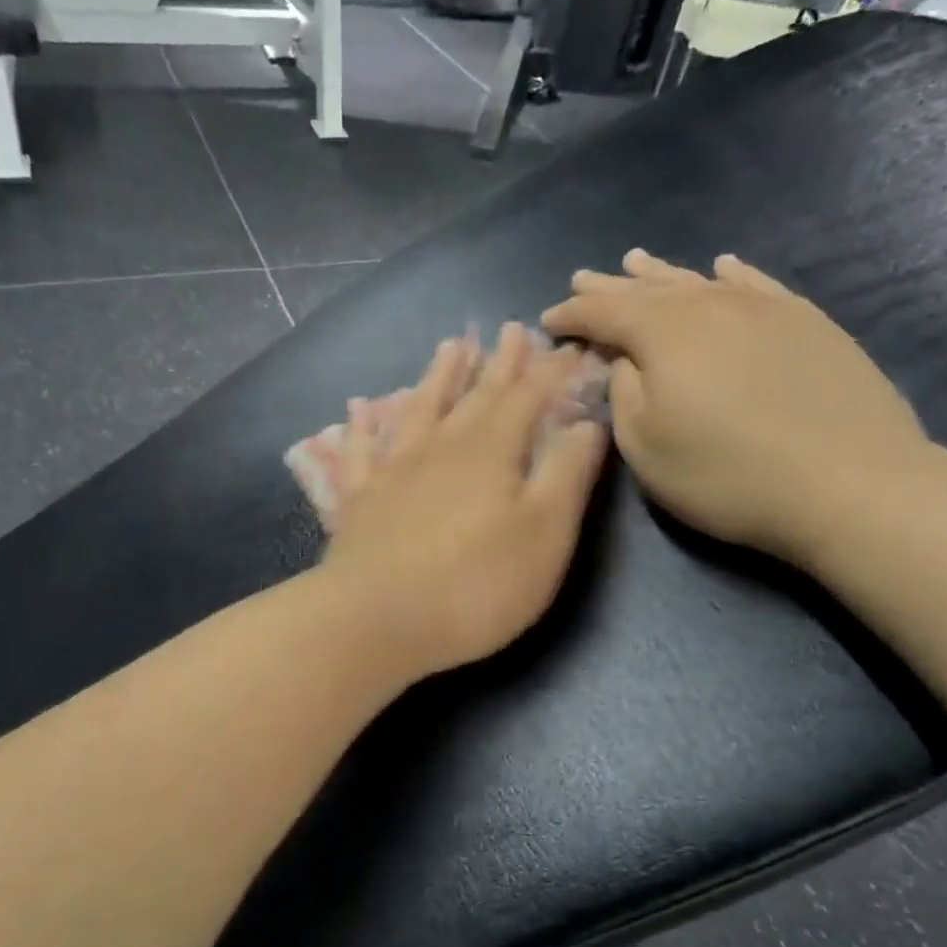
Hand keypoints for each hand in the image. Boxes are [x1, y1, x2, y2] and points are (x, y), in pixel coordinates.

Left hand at [319, 323, 609, 677]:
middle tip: (511, 328)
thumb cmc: (475, 584)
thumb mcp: (544, 534)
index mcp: (490, 452)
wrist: (377, 618)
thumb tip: (588, 422)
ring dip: (438, 376)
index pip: (528, 398)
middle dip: (499, 363)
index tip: (569, 346)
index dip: (551, 372)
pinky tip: (358, 406)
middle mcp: (440, 447)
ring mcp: (393, 469)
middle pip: (475, 395)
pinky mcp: (359, 498)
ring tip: (450, 345)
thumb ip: (567, 474)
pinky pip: (359, 449)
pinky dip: (360, 425)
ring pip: (419, 409)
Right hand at [542, 250, 928, 561]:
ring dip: (661, 274)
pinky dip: (732, 275)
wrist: (852, 484)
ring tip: (634, 261)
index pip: (604, 313)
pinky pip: (758, 285)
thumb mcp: (646, 447)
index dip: (572, 314)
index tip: (548, 320)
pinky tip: (722, 266)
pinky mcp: (807, 322)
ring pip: (699, 282)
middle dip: (609, 287)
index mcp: (663, 335)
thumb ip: (622, 394)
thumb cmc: (727, 475)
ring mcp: (764, 309)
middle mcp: (710, 306)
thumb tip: (623, 360)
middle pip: (648, 290)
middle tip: (581, 279)